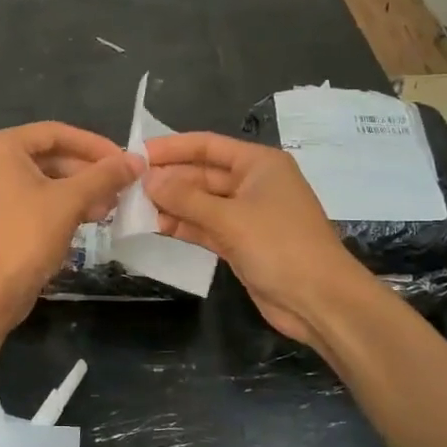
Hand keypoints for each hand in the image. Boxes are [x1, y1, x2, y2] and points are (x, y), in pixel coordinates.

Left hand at [0, 122, 140, 328]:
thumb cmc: (25, 238)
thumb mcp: (70, 202)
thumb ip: (104, 176)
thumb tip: (136, 160)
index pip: (55, 133)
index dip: (94, 145)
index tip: (123, 160)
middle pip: (45, 157)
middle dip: (86, 173)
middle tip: (118, 189)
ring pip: (37, 181)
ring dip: (74, 192)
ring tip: (107, 208)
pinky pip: (24, 201)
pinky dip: (53, 206)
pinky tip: (83, 220)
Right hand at [142, 132, 353, 344]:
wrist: (319, 300)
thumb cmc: (280, 246)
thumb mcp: (230, 218)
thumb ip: (186, 198)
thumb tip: (148, 180)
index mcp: (259, 164)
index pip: (208, 146)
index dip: (172, 147)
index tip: (136, 154)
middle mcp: (253, 184)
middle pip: (202, 174)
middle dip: (168, 179)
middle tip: (126, 185)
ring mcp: (247, 215)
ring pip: (201, 203)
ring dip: (171, 204)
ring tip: (132, 206)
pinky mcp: (241, 243)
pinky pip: (205, 227)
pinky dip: (183, 226)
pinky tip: (154, 225)